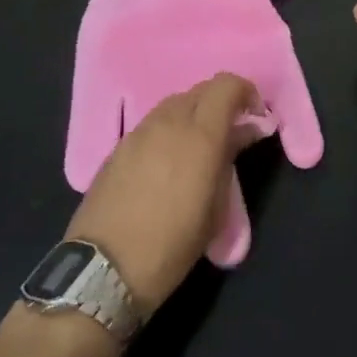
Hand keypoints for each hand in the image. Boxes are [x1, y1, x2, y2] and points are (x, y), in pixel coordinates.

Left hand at [66, 73, 266, 310]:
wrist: (102, 271)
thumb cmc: (172, 245)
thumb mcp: (215, 208)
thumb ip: (231, 158)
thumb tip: (245, 131)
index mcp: (200, 134)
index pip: (227, 85)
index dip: (246, 92)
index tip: (254, 117)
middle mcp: (169, 122)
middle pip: (201, 90)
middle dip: (221, 103)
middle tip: (230, 133)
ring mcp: (139, 132)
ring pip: (175, 104)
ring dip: (194, 115)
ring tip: (197, 148)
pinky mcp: (118, 147)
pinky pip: (152, 124)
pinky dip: (168, 130)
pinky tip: (167, 163)